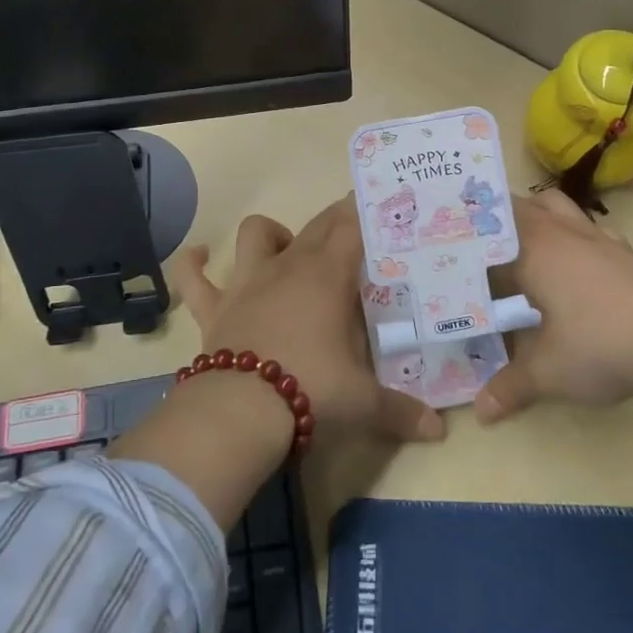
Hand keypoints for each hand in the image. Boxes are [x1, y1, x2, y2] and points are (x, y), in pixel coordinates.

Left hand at [173, 198, 445, 445]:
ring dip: (271, 234)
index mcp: (328, 277)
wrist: (241, 411)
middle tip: (351, 223)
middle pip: (315, 226)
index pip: (352, 228)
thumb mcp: (364, 403)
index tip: (375, 202)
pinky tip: (197, 256)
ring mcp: (247, 284)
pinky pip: (193, 278)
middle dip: (335, 218)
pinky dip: (192, 265)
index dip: (364, 211)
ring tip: (283, 246)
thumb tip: (440, 430)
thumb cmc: (313, 390)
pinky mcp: (214, 308)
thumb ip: (402, 411)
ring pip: (256, 235)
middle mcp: (288, 268)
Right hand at [475, 191, 632, 449]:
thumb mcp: (548, 373)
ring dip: (537, 217)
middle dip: (496, 221)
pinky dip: (574, 236)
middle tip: (476, 247)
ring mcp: (596, 238)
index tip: (445, 243)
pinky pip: (590, 229)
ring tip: (522, 246)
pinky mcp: (625, 252)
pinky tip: (574, 264)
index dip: (465, 234)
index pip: (488, 228)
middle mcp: (560, 233)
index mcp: (532, 250)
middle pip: (520, 206)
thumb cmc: (600, 345)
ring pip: (557, 207)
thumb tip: (481, 411)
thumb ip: (510, 387)